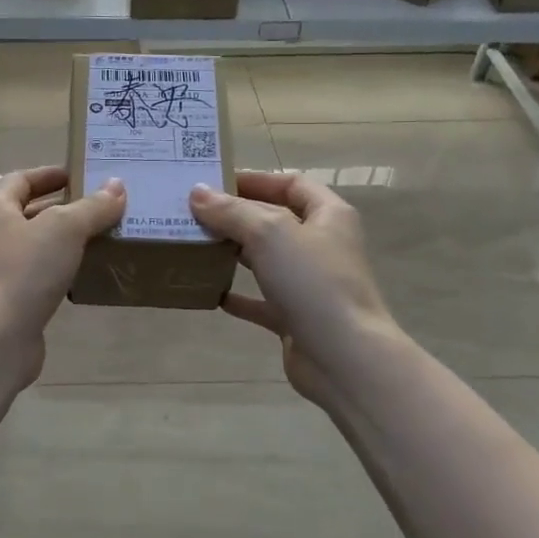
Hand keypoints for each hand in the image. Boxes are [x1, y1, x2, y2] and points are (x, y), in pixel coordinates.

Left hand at [0, 167, 126, 383]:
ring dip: (64, 240)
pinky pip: (39, 276)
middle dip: (61, 207)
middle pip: (27, 212)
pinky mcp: (11, 301)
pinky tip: (86, 274)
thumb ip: (92, 207)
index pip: (19, 180)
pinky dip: (61, 270)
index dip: (47, 174)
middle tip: (98, 205)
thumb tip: (117, 186)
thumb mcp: (65, 229)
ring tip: (101, 236)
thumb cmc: (24, 270)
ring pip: (35, 246)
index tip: (77, 174)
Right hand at [188, 171, 403, 410]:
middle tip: (195, 213)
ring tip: (196, 245)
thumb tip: (197, 192)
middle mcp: (322, 245)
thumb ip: (231, 211)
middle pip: (276, 220)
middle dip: (237, 215)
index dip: (256, 179)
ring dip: (235, 252)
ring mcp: (310, 284)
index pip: (291, 184)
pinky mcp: (297, 317)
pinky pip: (262, 301)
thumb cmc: (313, 282)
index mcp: (329, 216)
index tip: (215, 182)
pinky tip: (210, 292)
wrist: (344, 358)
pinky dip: (238, 295)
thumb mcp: (269, 233)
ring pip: (267, 260)